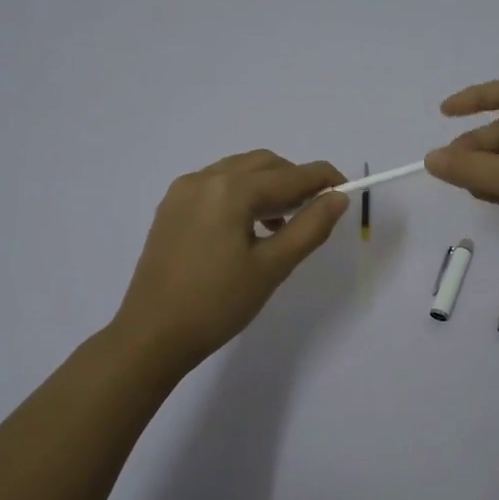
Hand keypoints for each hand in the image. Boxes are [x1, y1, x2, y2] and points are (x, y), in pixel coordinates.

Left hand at [113, 150, 348, 373]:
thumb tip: (337, 197)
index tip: (347, 188)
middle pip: (263, 164)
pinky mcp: (171, 209)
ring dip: (268, 186)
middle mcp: (204, 179)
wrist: (152, 335)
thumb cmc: (217, 304)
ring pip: (238, 172)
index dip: (323, 178)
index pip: (289, 175)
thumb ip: (310, 227)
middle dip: (294, 180)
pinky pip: (216, 186)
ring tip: (283, 224)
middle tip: (315, 211)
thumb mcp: (272, 267)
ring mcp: (182, 192)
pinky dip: (241, 194)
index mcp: (230, 190)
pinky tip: (249, 228)